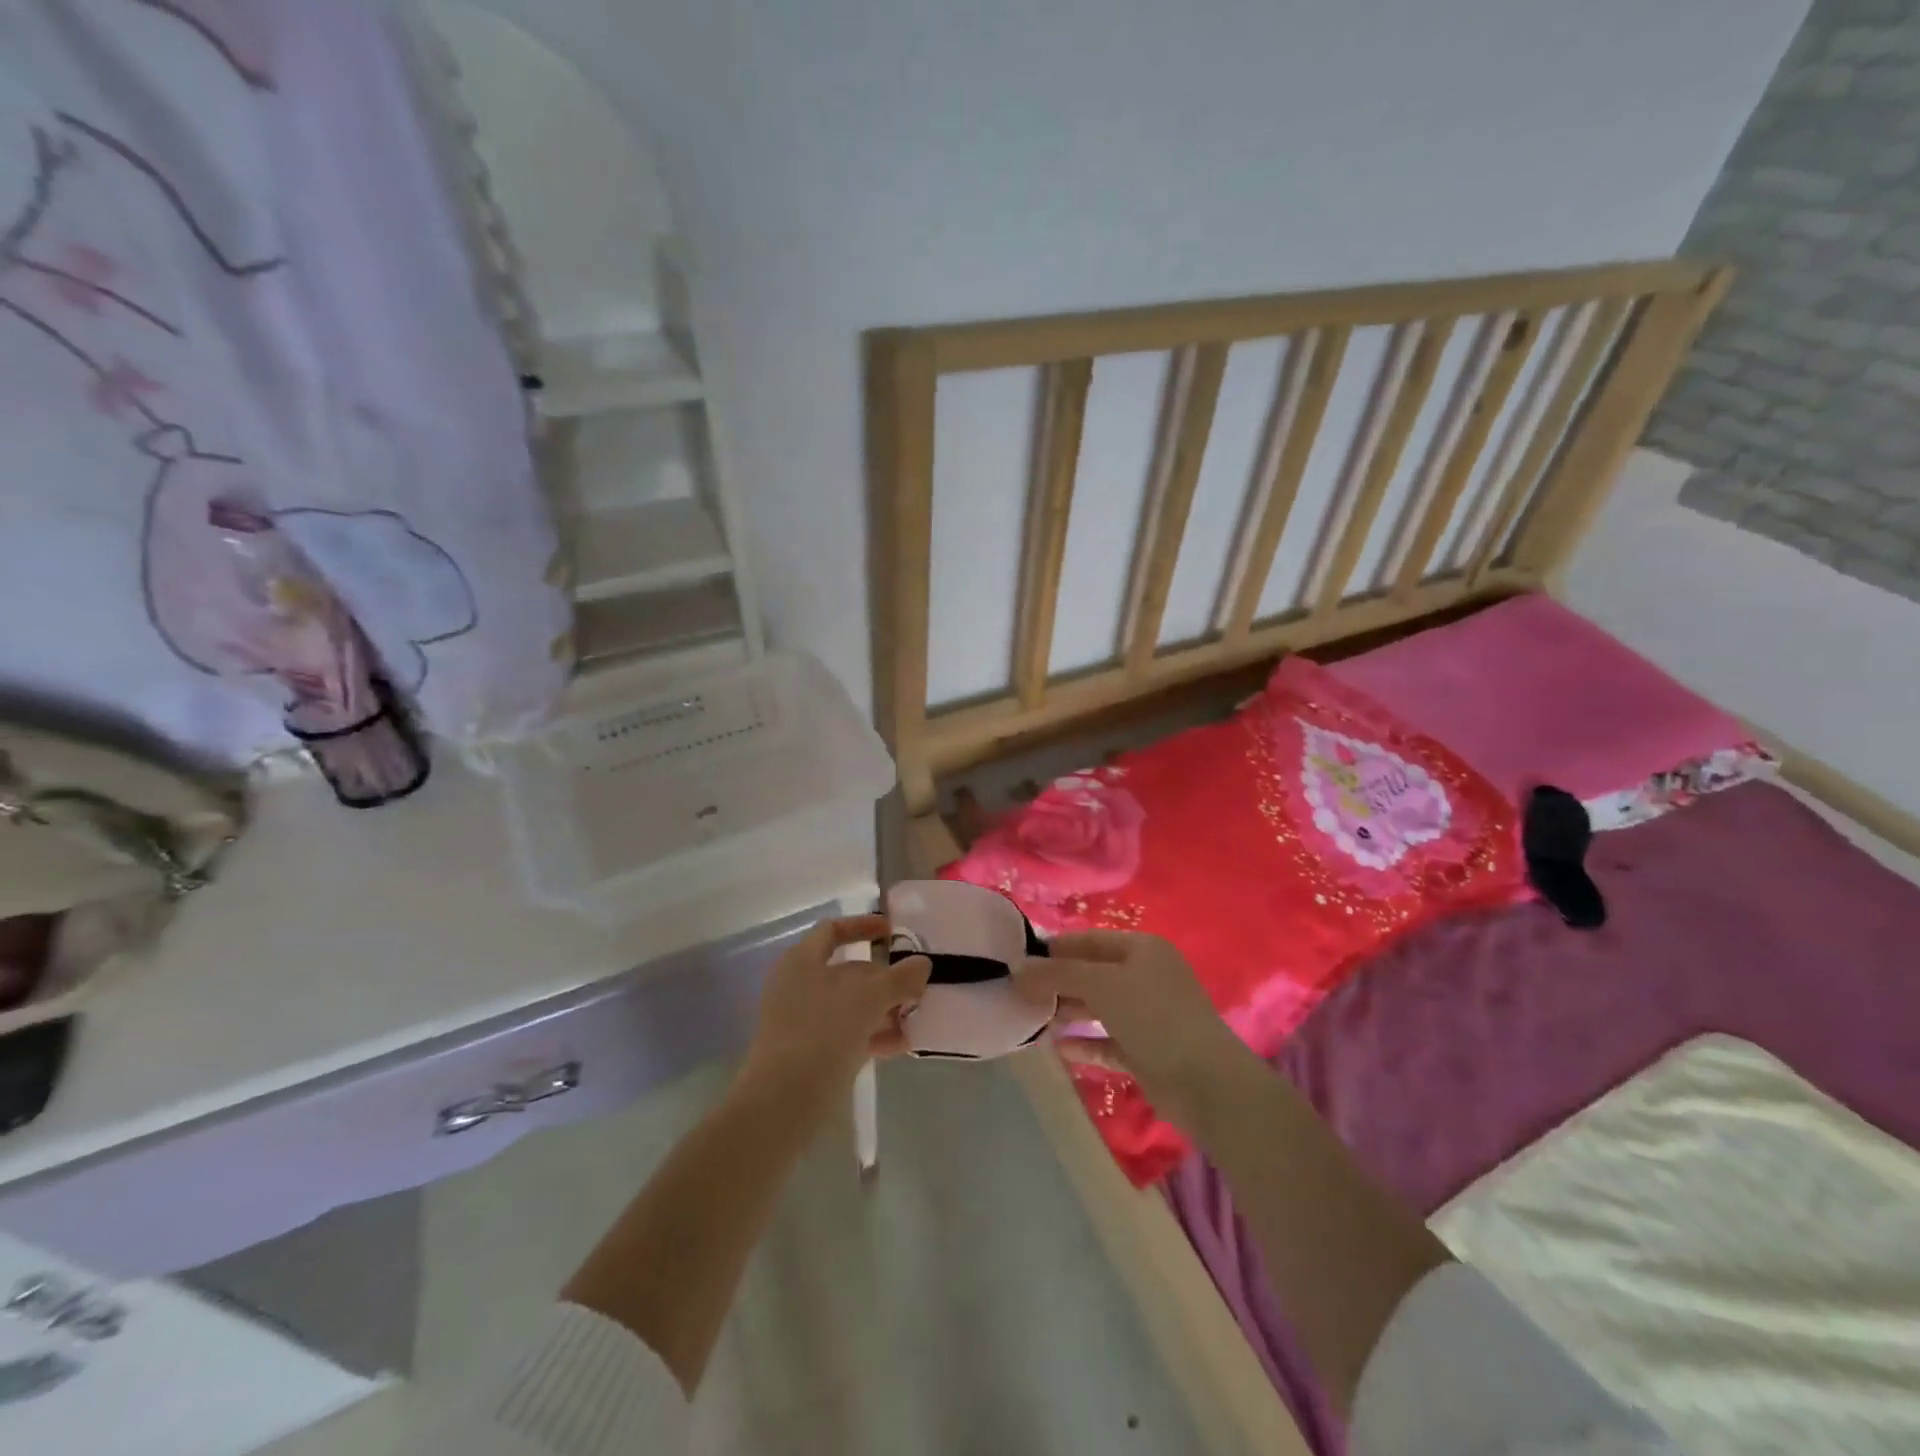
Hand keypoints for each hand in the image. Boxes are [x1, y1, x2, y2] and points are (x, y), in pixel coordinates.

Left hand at [737, 914, 929, 1118]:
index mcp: (802, 961)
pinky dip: (872, 1035)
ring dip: (884, 1010)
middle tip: (916, 988)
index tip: (892, 933)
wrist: (782, 1104)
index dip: (863, 926)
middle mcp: (799, 986)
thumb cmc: (822, 1033)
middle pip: (847, 971)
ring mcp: (802, 1022)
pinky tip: (900, 1046)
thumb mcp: (869, 999)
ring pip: (850, 1006)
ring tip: (915, 1019)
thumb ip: (899, 978)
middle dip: (885, 979)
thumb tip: (922, 964)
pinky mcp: (809, 1053)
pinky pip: (846, 1034)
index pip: (833, 930)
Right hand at [1015, 930, 1253, 1129]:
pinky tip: (1058, 1049)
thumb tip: (1018, 968)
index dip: (1054, 949)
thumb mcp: (1101, 985)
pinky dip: (1085, 1043)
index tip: (1019, 961)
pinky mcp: (1146, 1050)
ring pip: (1098, 1007)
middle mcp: (1145, 976)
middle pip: (1092, 973)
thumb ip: (1057, 974)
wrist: (1205, 1082)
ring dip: (1068, 1011)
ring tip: (1032, 1019)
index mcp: (1142, 949)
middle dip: (1058, 982)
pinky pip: (1107, 1041)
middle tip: (1020, 994)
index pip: (1089, 940)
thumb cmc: (1153, 1016)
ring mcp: (1148, 1015)